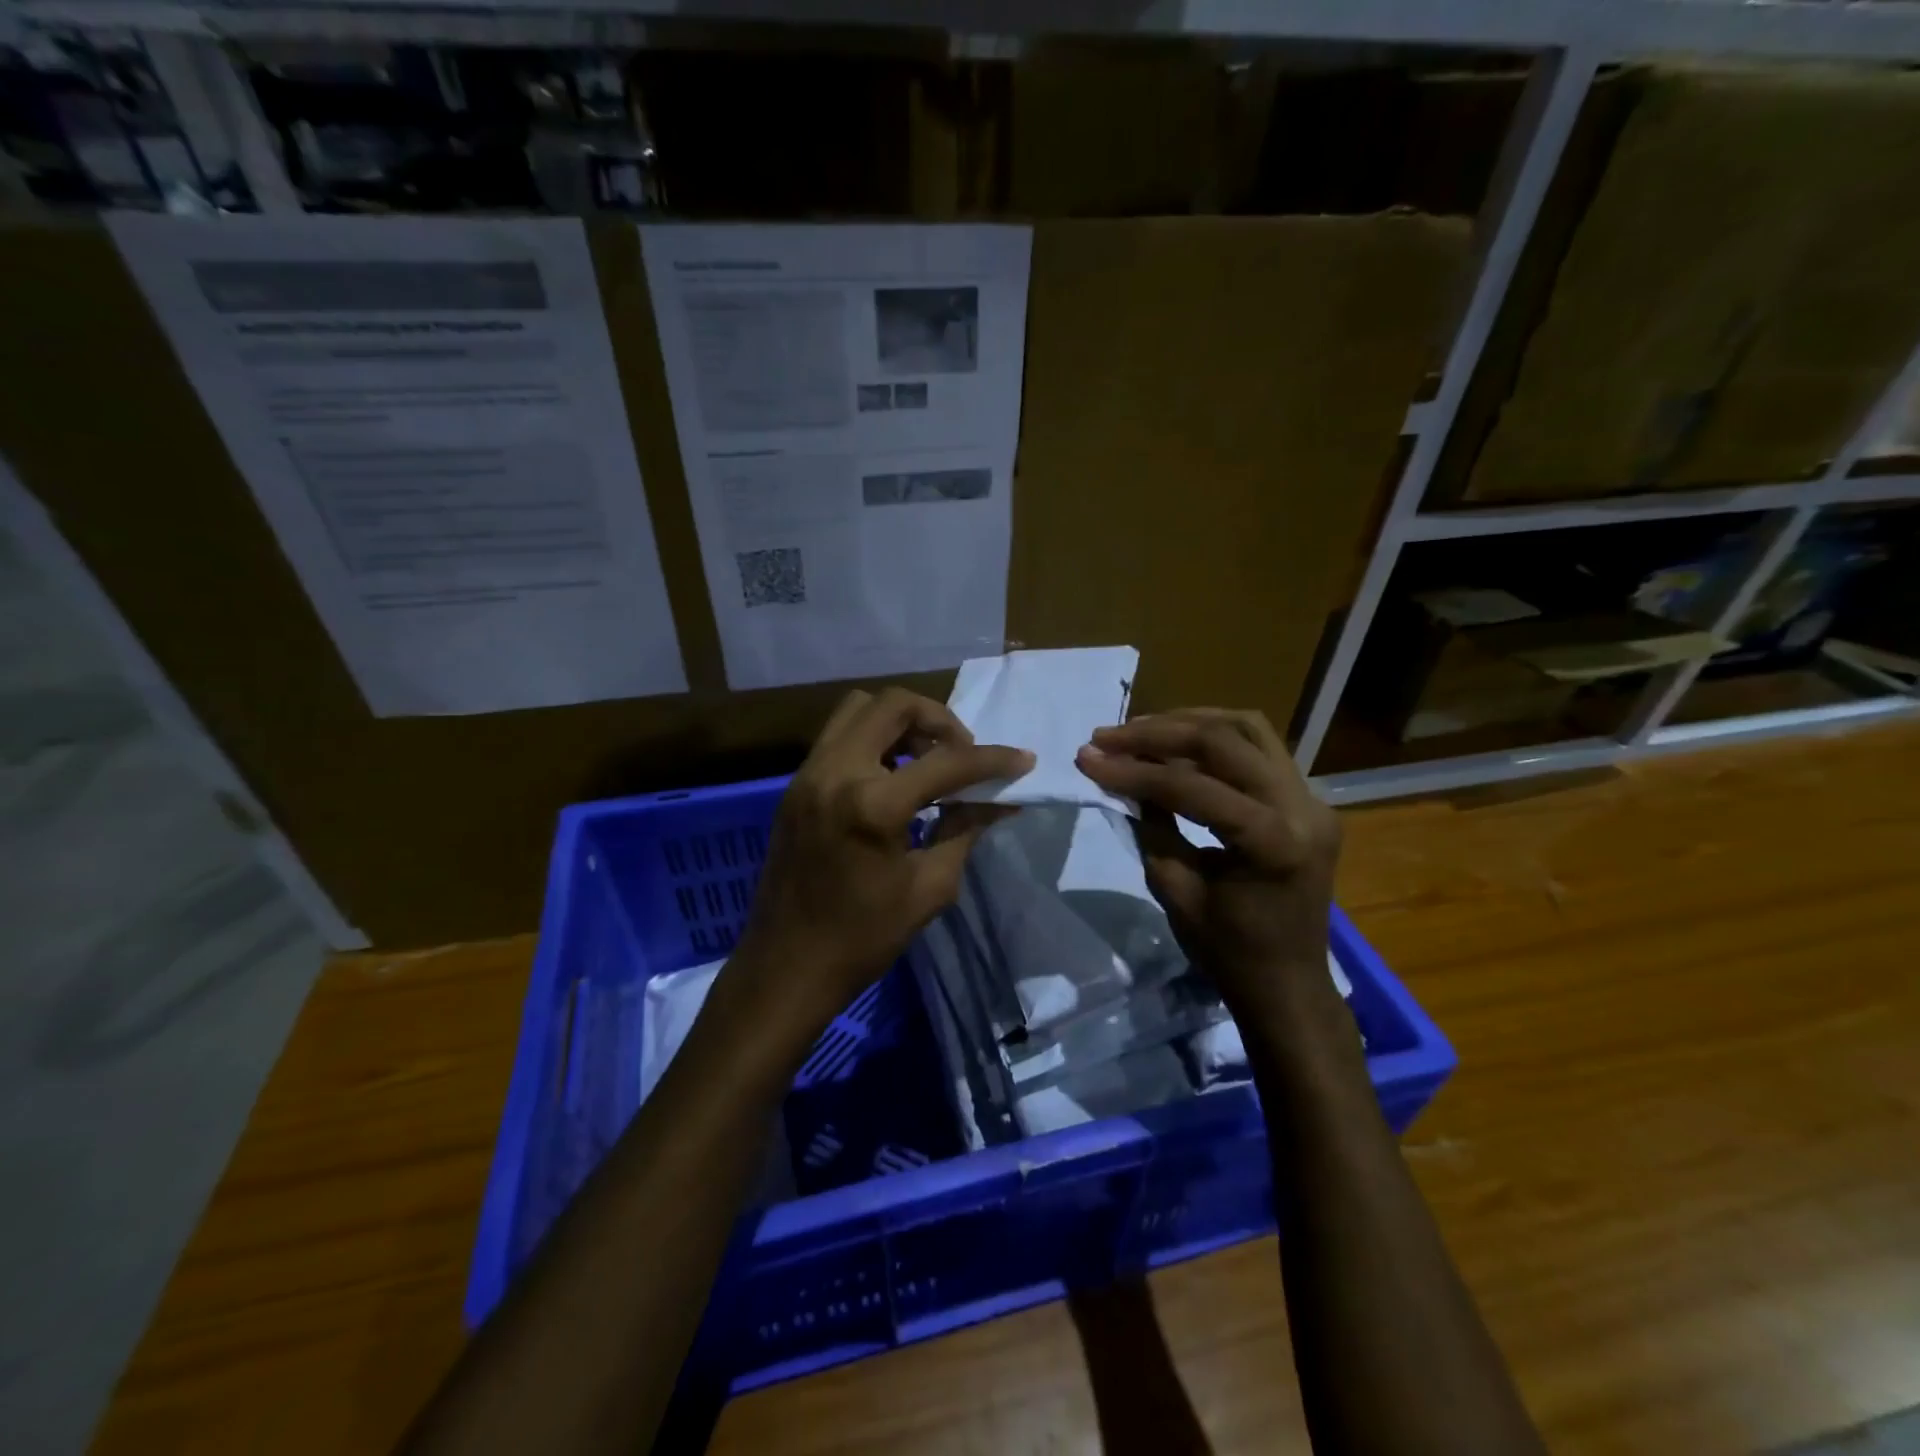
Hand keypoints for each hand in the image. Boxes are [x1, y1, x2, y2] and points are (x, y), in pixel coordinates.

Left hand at [730, 687, 1032, 1038]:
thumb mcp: (929, 887)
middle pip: (892, 704)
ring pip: (858, 709)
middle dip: (939, 719)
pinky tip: (893, 778)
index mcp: (871, 805)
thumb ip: (967, 829)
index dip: (992, 759)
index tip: (1023, 760)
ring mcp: (807, 775)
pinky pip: (838, 736)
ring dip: (900, 723)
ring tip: (926, 761)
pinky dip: (873, 740)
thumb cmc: (863, 938)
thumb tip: (1003, 799)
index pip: (946, 761)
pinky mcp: (794, 786)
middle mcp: (834, 772)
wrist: (786, 968)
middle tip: (961, 754)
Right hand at [1074, 709, 1339, 1017]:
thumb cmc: (1228, 952)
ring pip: (1248, 729)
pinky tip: (1177, 745)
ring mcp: (1314, 799)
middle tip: (1106, 736)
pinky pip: (1260, 749)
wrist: (1288, 985)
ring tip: (1139, 730)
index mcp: (1275, 842)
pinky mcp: (1310, 800)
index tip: (1087, 758)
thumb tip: (1121, 774)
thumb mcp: (1176, 889)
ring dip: (1188, 723)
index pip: (1193, 787)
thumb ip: (1151, 825)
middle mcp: (1305, 808)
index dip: (1133, 770)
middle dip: (1157, 733)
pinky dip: (1214, 739)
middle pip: (1225, 740)